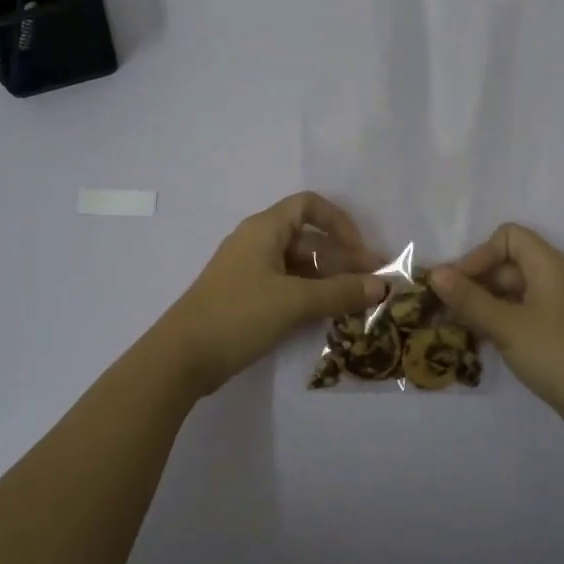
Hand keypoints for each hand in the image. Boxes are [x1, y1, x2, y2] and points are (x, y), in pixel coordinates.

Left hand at [157, 192, 389, 396]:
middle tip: (373, 284)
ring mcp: (250, 272)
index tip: (361, 251)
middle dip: (342, 258)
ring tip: (357, 303)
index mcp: (264, 229)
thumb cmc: (238, 315)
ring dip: (329, 280)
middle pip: (308, 239)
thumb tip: (382, 286)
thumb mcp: (294, 301)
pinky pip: (286, 287)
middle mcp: (257, 243)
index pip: (308, 206)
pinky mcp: (246, 299)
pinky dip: (310, 296)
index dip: (339, 222)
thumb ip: (340, 292)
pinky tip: (329, 315)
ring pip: (299, 266)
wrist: (181, 358)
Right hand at [431, 223, 563, 442]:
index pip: (507, 237)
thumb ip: (469, 298)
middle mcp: (553, 277)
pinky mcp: (555, 330)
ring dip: (482, 303)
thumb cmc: (555, 353)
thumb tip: (435, 273)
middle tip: (444, 308)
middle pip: (506, 263)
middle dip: (474, 281)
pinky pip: (520, 312)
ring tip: (455, 325)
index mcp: (547, 264)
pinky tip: (478, 340)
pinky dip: (498, 320)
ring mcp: (556, 305)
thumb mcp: (506, 325)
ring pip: (510, 291)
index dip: (479, 254)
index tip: (457, 284)